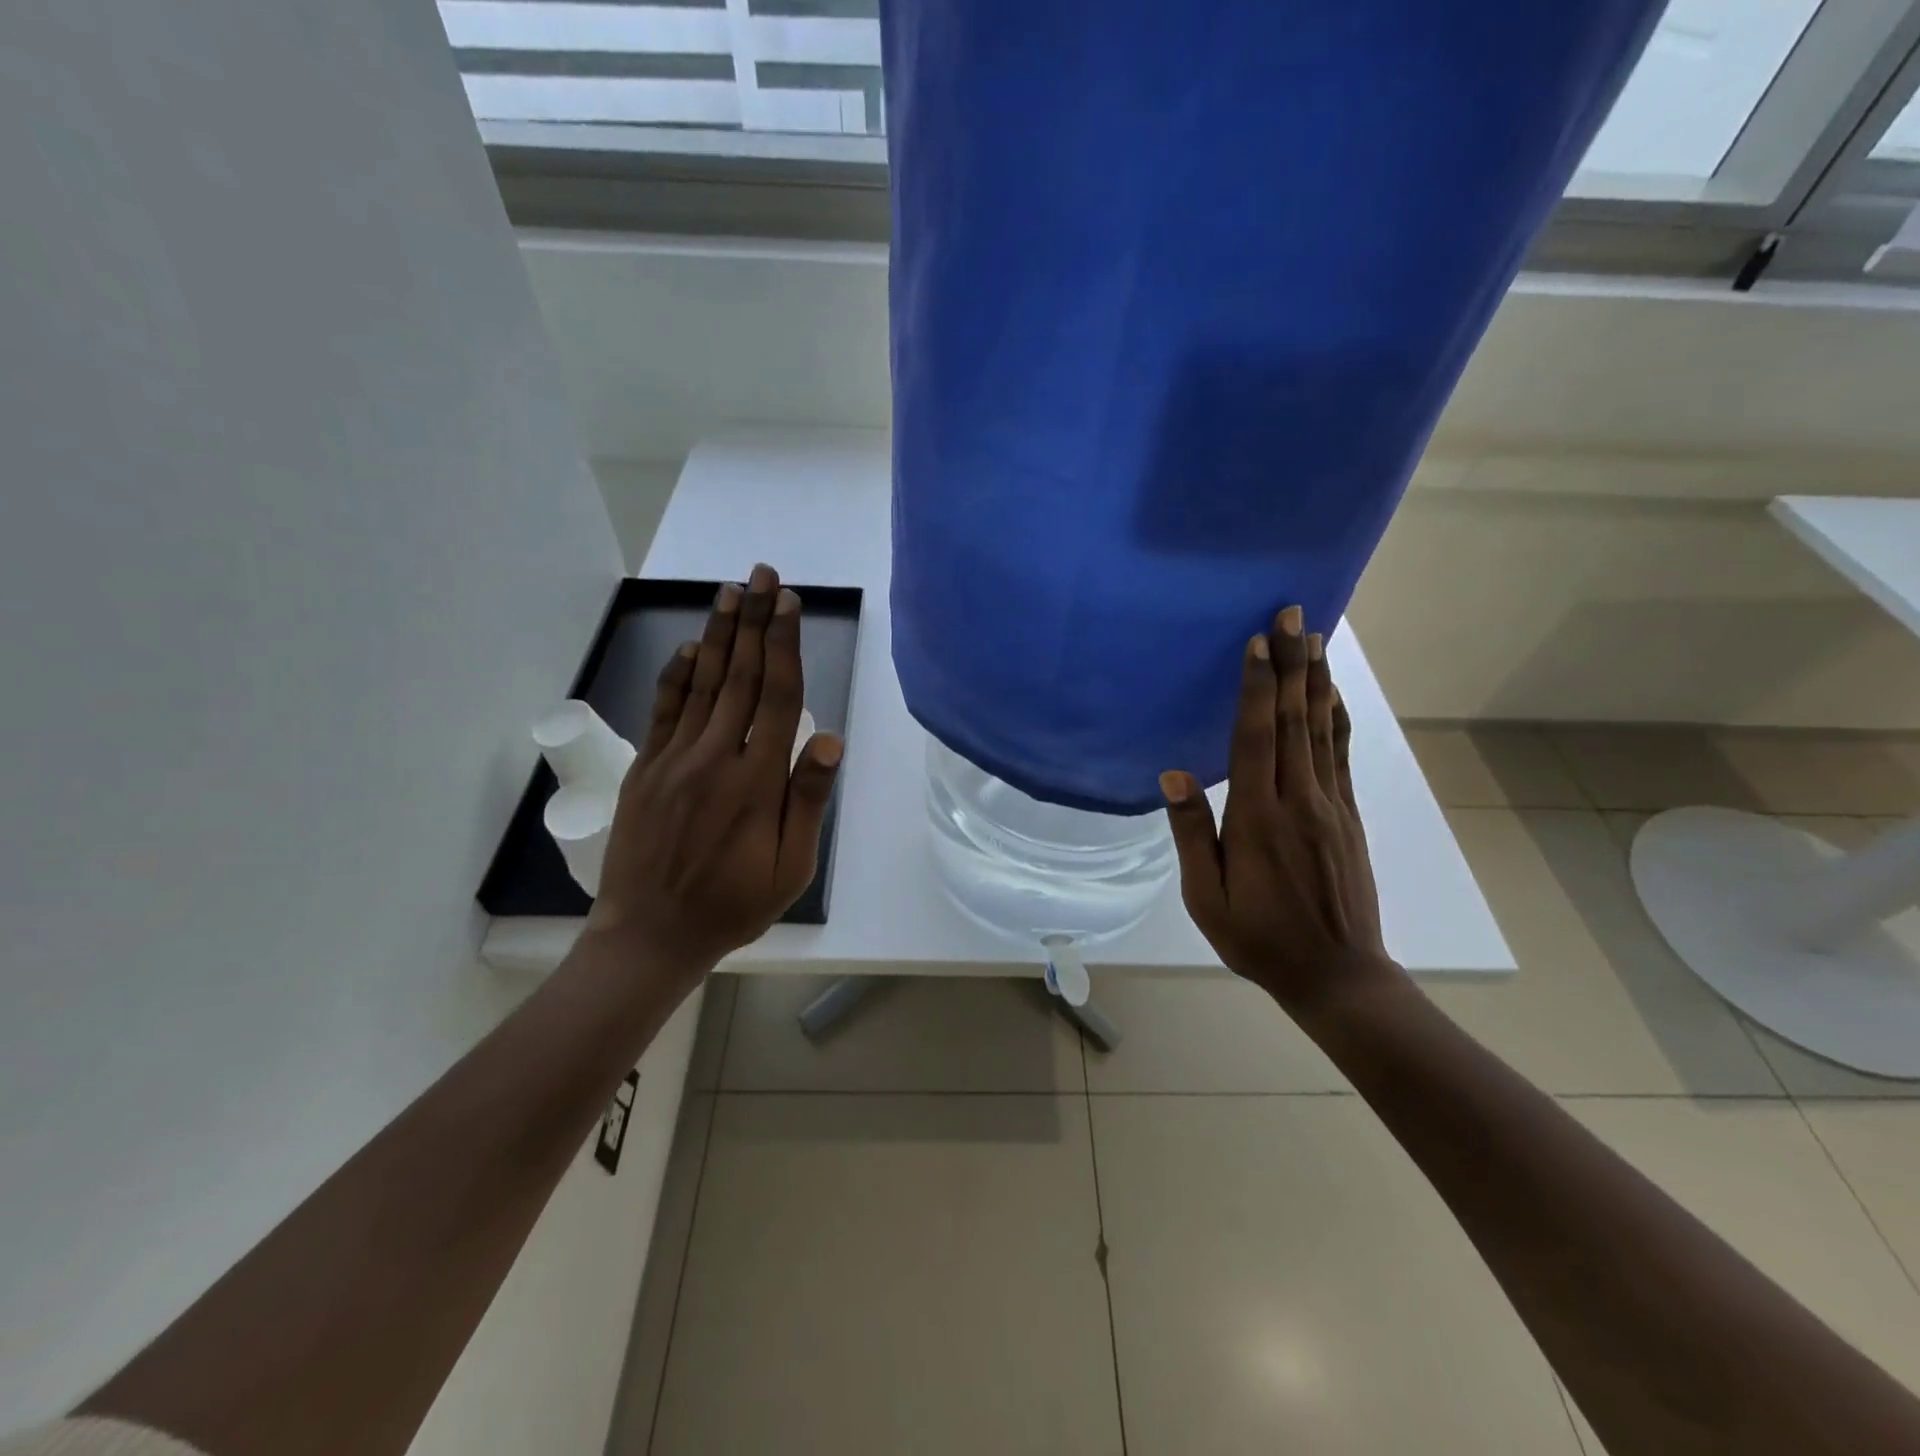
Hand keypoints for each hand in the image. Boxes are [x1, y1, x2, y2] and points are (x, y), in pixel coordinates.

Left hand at [585, 563, 842, 988]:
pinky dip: (678, 675)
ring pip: (703, 684)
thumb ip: (807, 801)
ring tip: (731, 592)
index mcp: (756, 780)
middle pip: (741, 677)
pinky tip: (691, 649)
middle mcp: (715, 757)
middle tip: (762, 575)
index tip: (788, 603)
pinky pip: (664, 711)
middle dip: (754, 622)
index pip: (777, 696)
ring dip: (720, 635)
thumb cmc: (733, 905)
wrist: (651, 935)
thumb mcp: (790, 868)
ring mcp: (675, 760)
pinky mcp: (646, 770)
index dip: (784, 645)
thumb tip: (828, 739)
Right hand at [1159, 606, 1395, 1016]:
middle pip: (1294, 719)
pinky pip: (1341, 755)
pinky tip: (1333, 695)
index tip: (1259, 640)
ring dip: (1317, 679)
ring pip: (1322, 729)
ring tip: (1316, 637)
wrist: (1338, 975)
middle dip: (1292, 663)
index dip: (1256, 686)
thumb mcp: (1206, 897)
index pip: (1255, 737)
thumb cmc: (1259, 938)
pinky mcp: (1349, 816)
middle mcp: (1299, 799)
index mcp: (1258, 817)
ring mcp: (1331, 805)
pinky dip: (1337, 718)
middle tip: (1293, 613)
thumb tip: (1173, 773)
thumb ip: (1192, 833)